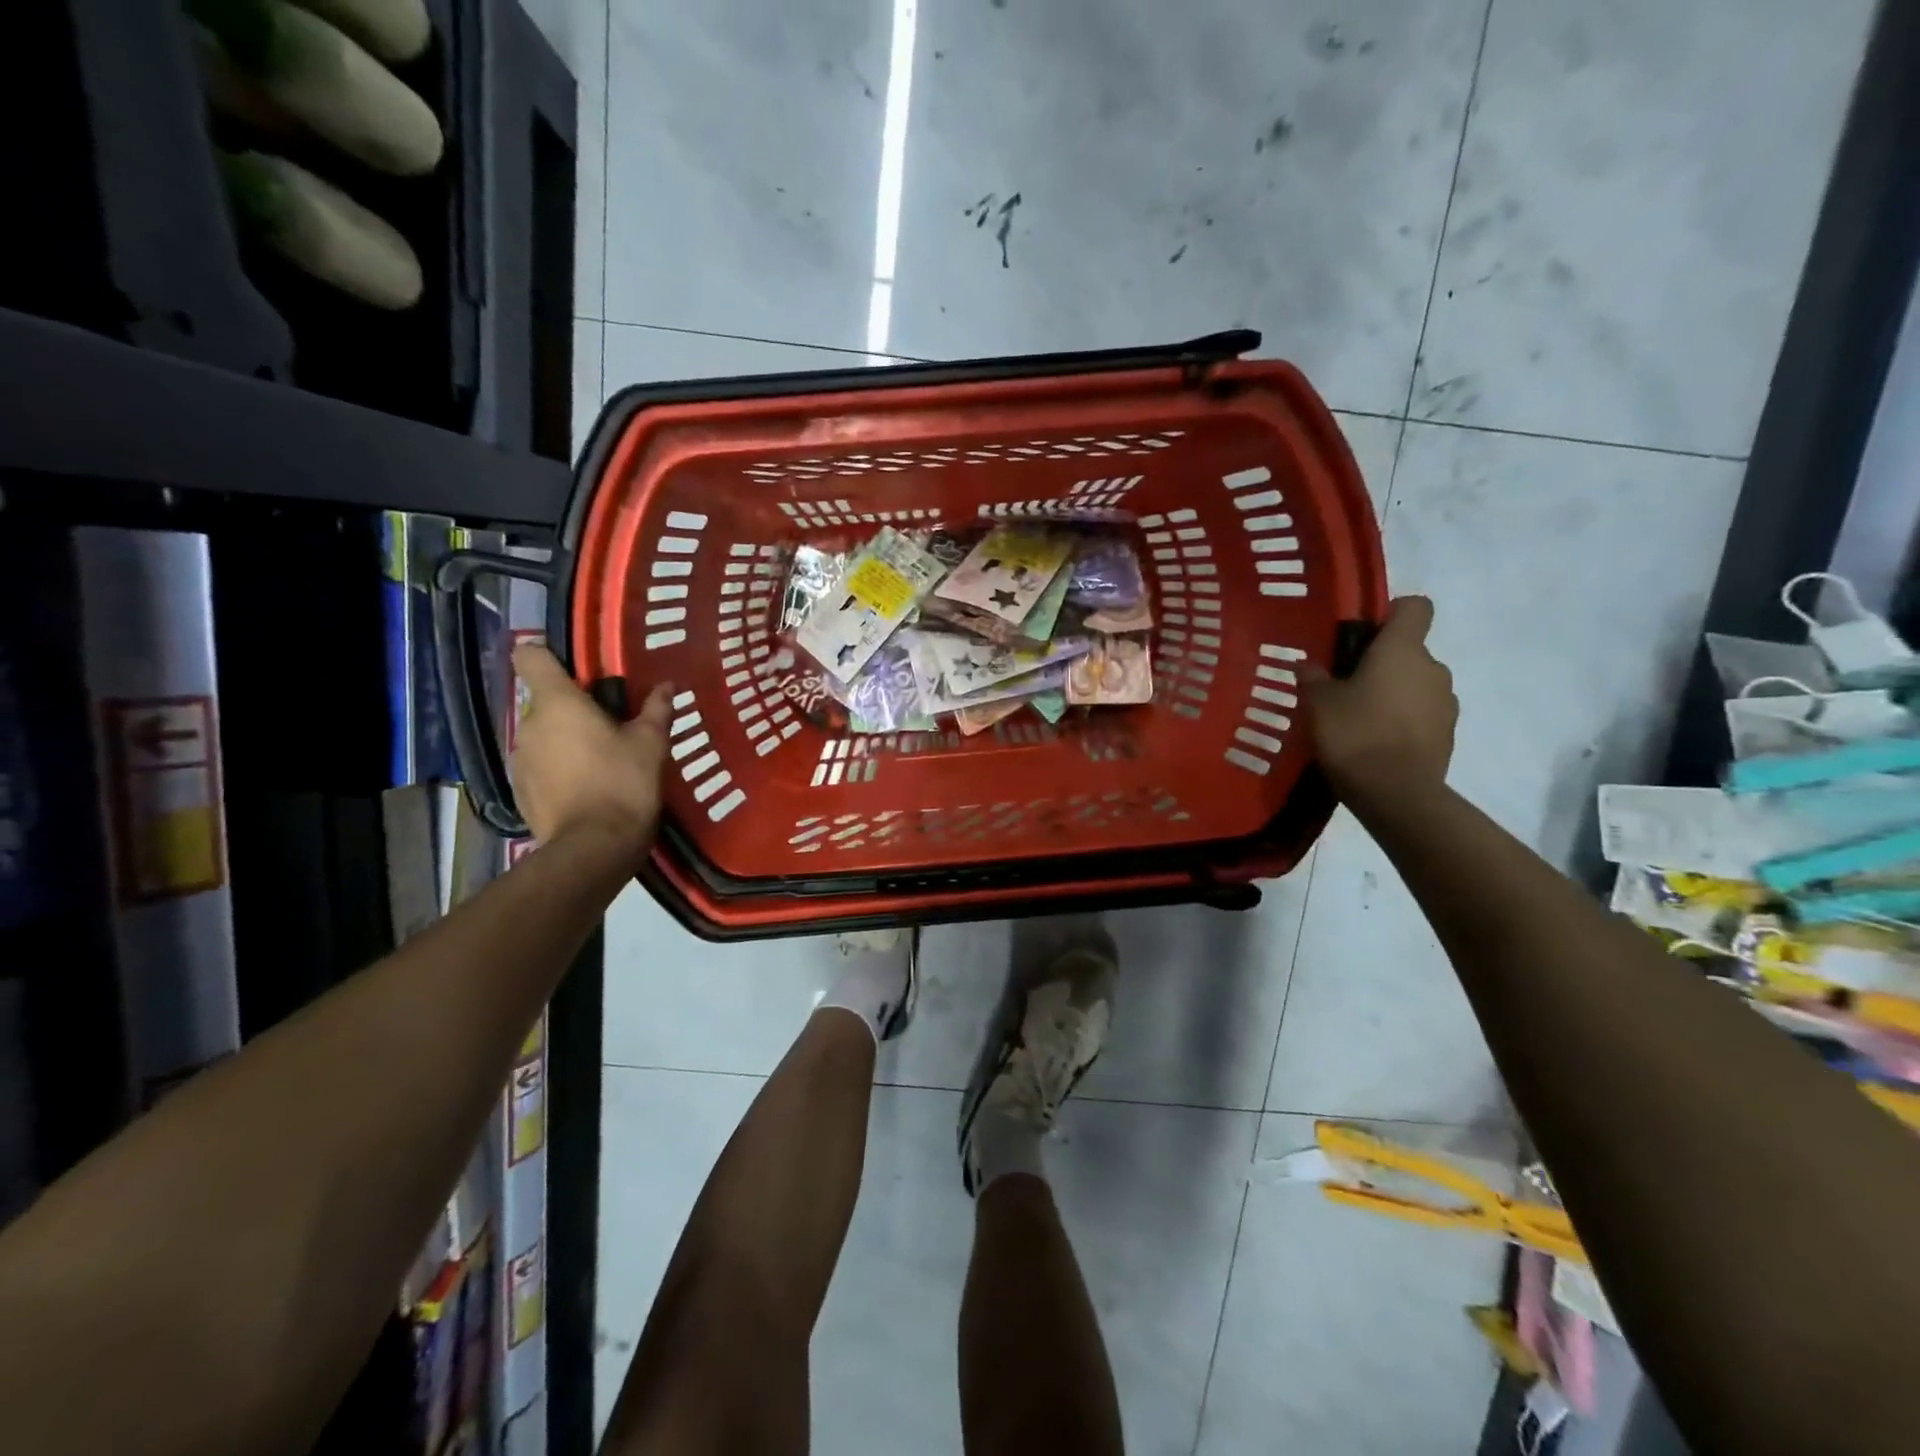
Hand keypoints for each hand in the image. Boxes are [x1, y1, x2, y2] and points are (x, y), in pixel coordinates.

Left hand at [509, 644, 671, 853]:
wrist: (593, 847)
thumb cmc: (623, 783)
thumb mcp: (651, 744)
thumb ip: (656, 709)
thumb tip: (666, 686)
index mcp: (558, 703)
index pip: (530, 657)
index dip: (548, 656)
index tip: (577, 671)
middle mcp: (529, 724)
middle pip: (544, 700)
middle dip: (572, 708)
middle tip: (609, 724)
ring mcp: (519, 759)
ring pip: (541, 734)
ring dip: (564, 739)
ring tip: (599, 759)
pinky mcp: (519, 789)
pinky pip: (538, 765)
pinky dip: (557, 768)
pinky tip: (585, 786)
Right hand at [1305, 595, 1456, 803]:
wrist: (1396, 794)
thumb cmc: (1354, 735)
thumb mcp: (1318, 703)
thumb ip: (1314, 678)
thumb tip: (1308, 665)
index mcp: (1402, 650)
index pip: (1414, 607)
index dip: (1391, 613)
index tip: (1365, 635)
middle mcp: (1433, 668)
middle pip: (1410, 651)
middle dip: (1382, 664)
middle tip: (1346, 687)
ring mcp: (1446, 702)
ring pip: (1416, 685)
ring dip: (1394, 694)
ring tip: (1360, 720)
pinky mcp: (1449, 734)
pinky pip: (1423, 715)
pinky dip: (1403, 722)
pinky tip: (1376, 743)